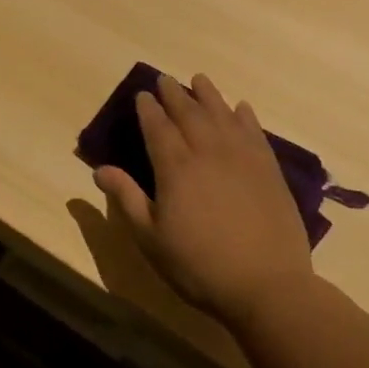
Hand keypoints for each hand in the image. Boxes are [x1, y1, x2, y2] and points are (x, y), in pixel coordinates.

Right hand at [93, 73, 314, 324]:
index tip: (142, 95)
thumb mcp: (151, 238)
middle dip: (174, 94)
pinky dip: (245, 116)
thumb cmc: (200, 265)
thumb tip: (99, 169)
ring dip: (209, 95)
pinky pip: (254, 133)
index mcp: (175, 167)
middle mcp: (208, 152)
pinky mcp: (269, 171)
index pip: (157, 126)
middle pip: (189, 113)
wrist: (268, 287)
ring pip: (222, 115)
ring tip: (199, 80)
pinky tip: (241, 108)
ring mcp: (242, 159)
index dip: (148, 109)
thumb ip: (127, 198)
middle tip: (165, 80)